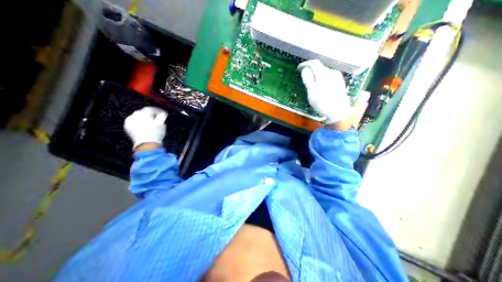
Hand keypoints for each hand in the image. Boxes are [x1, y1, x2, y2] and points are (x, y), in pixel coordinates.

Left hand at [123, 105, 167, 149]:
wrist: (146, 145)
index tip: (163, 114)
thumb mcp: (162, 124)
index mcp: (144, 112)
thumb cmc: (155, 134)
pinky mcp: (127, 127)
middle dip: (150, 115)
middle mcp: (135, 114)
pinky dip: (137, 123)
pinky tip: (143, 127)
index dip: (158, 111)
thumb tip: (162, 114)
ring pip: (137, 117)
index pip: (151, 109)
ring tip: (149, 123)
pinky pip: (133, 122)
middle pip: (143, 112)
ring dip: (143, 119)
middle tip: (156, 119)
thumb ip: (162, 116)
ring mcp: (130, 120)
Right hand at [297, 60, 351, 123]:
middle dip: (311, 69)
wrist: (340, 112)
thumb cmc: (324, 104)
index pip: (314, 63)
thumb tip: (305, 70)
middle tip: (304, 76)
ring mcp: (337, 77)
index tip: (298, 68)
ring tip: (311, 81)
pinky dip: (322, 78)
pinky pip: (329, 76)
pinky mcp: (340, 82)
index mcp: (324, 74)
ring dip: (317, 74)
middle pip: (319, 67)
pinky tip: (320, 85)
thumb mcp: (312, 93)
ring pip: (324, 71)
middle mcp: (332, 72)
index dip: (305, 64)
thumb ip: (308, 80)